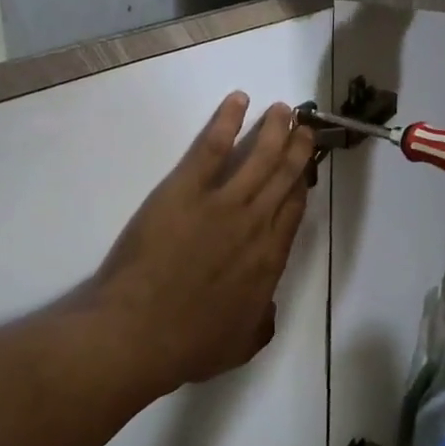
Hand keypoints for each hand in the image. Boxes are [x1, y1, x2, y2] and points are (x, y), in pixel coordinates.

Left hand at [91, 93, 316, 393]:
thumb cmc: (187, 345)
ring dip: (274, 129)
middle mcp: (255, 224)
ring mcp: (222, 203)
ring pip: (259, 156)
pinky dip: (227, 120)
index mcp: (269, 260)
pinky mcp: (186, 189)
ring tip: (283, 110)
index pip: (293, 211)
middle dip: (297, 149)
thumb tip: (267, 304)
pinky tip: (238, 100)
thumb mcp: (240, 345)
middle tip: (304, 128)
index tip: (305, 169)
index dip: (301, 186)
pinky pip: (212, 146)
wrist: (139, 333)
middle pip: (284, 177)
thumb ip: (261, 320)